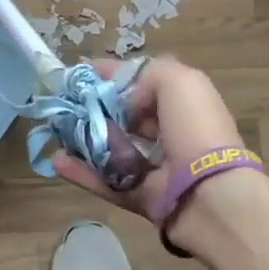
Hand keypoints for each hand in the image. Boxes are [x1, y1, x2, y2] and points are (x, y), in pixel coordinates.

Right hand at [50, 56, 242, 220]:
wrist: (213, 196)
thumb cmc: (196, 129)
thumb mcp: (178, 80)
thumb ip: (146, 74)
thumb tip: (124, 101)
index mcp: (182, 103)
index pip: (142, 82)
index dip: (112, 75)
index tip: (81, 72)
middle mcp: (170, 133)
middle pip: (124, 116)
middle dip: (94, 108)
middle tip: (64, 104)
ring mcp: (156, 167)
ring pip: (112, 149)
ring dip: (84, 139)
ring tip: (55, 131)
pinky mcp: (142, 197)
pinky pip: (107, 182)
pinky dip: (81, 172)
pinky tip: (57, 161)